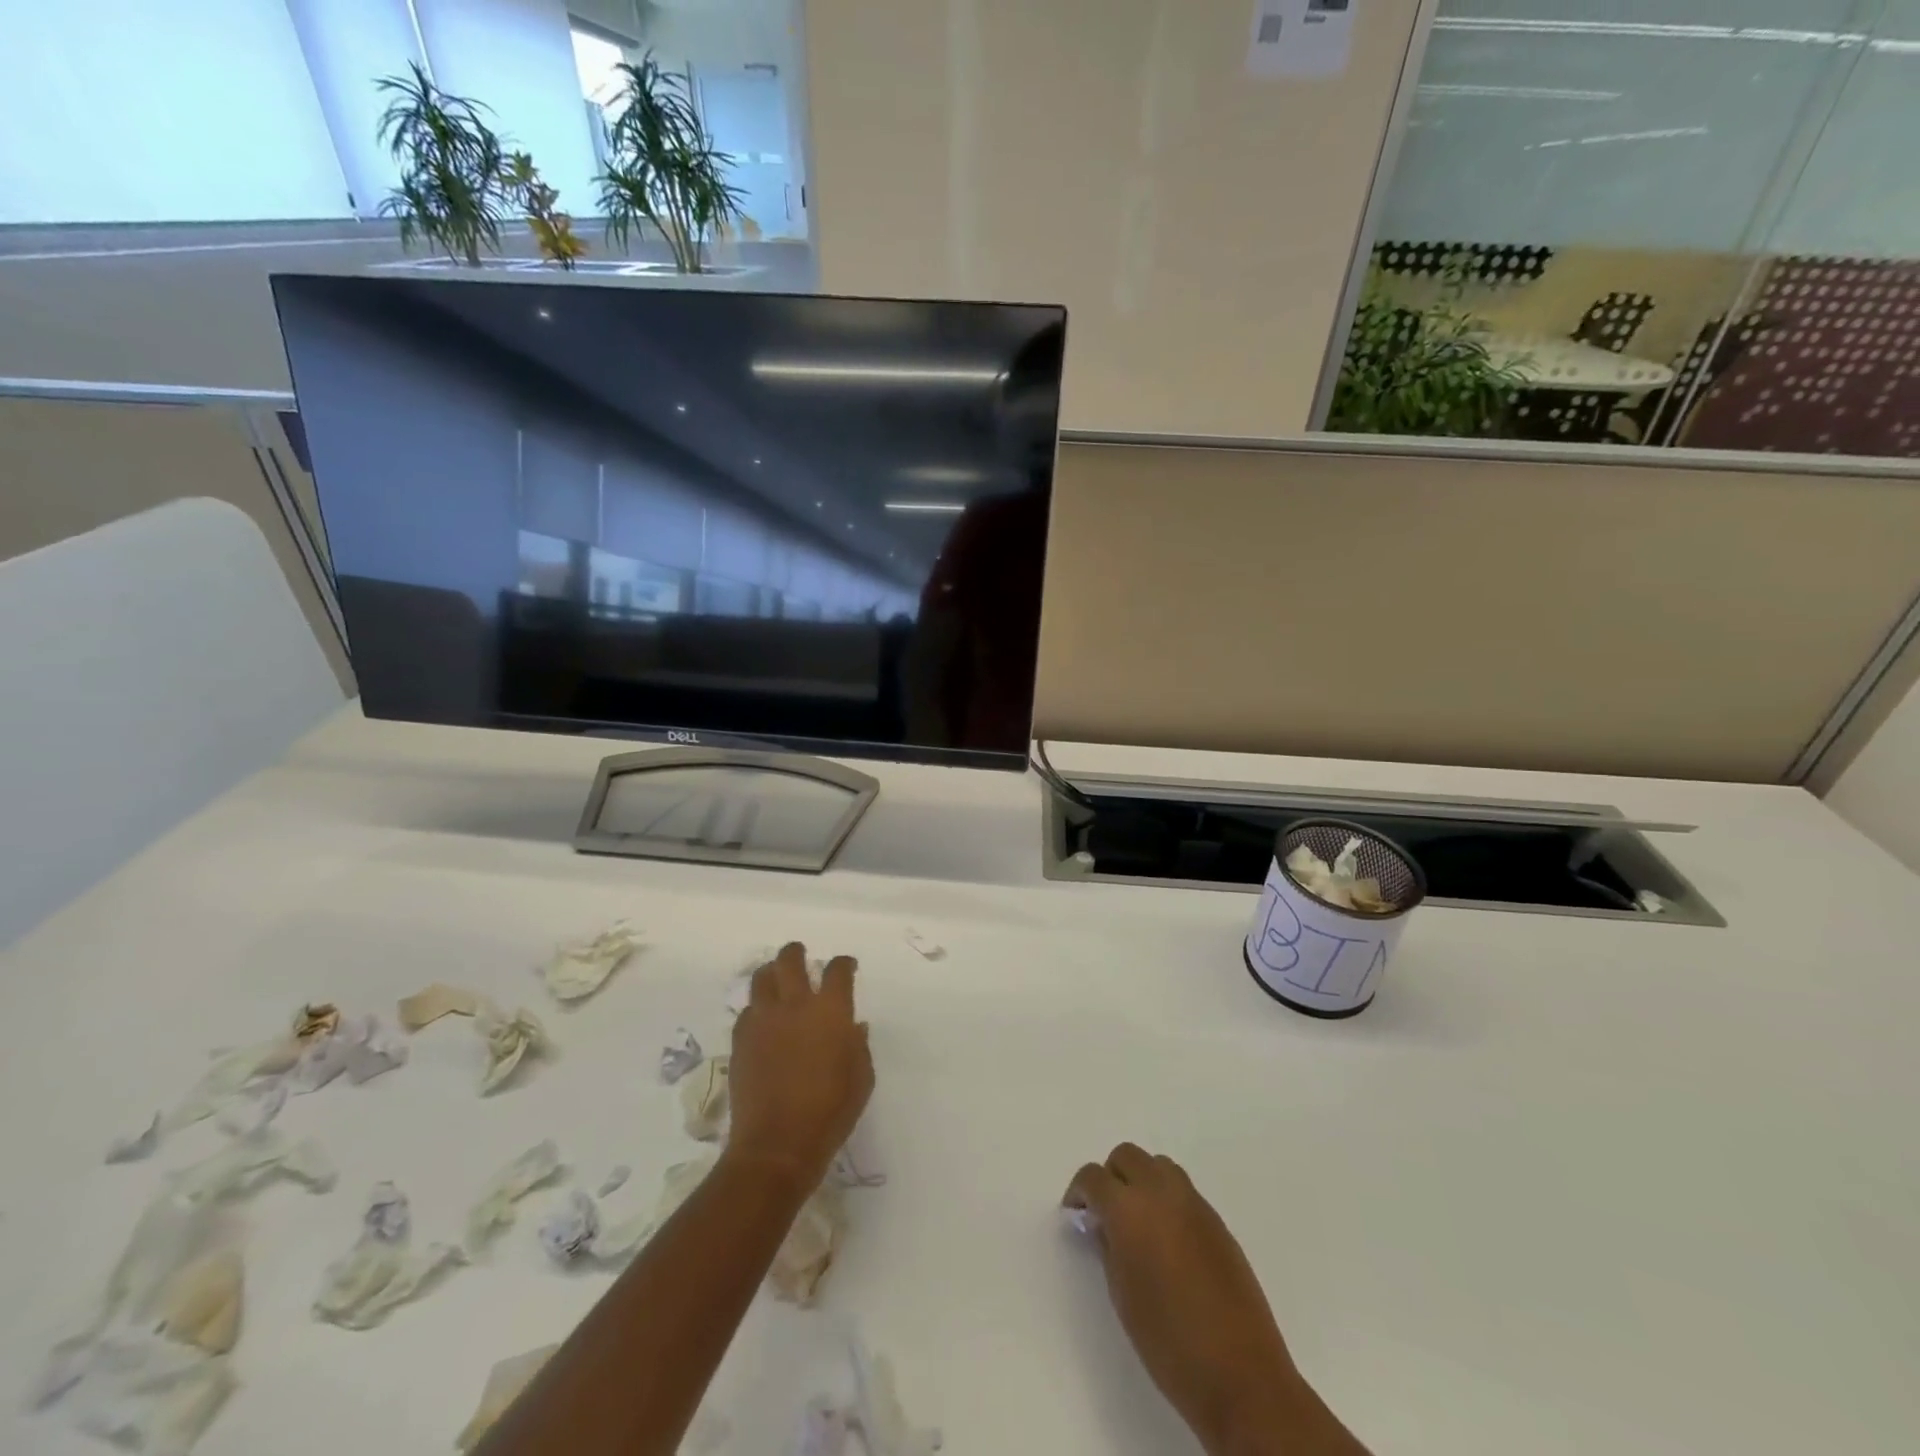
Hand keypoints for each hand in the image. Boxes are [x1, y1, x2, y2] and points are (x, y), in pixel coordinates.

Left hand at [726, 943, 873, 1190]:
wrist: (777, 1144)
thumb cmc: (831, 1112)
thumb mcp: (862, 1079)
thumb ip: (858, 1046)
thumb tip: (853, 1028)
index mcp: (830, 1010)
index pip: (838, 970)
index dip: (844, 963)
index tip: (847, 966)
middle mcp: (795, 1005)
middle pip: (790, 961)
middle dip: (796, 952)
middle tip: (800, 954)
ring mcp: (763, 1021)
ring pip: (761, 979)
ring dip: (771, 973)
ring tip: (776, 979)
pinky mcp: (741, 1041)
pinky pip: (748, 1012)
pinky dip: (757, 1009)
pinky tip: (762, 1020)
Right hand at [1065, 1145, 1321, 1455]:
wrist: (1241, 1374)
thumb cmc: (1168, 1341)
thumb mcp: (1122, 1295)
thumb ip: (1108, 1246)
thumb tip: (1104, 1224)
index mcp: (1129, 1209)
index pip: (1093, 1177)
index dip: (1079, 1191)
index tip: (1076, 1213)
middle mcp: (1161, 1192)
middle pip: (1126, 1156)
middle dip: (1111, 1177)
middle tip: (1106, 1213)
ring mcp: (1194, 1202)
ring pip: (1157, 1165)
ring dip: (1141, 1180)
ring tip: (1139, 1221)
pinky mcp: (1217, 1220)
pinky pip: (1183, 1190)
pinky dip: (1167, 1198)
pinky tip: (1168, 1238)